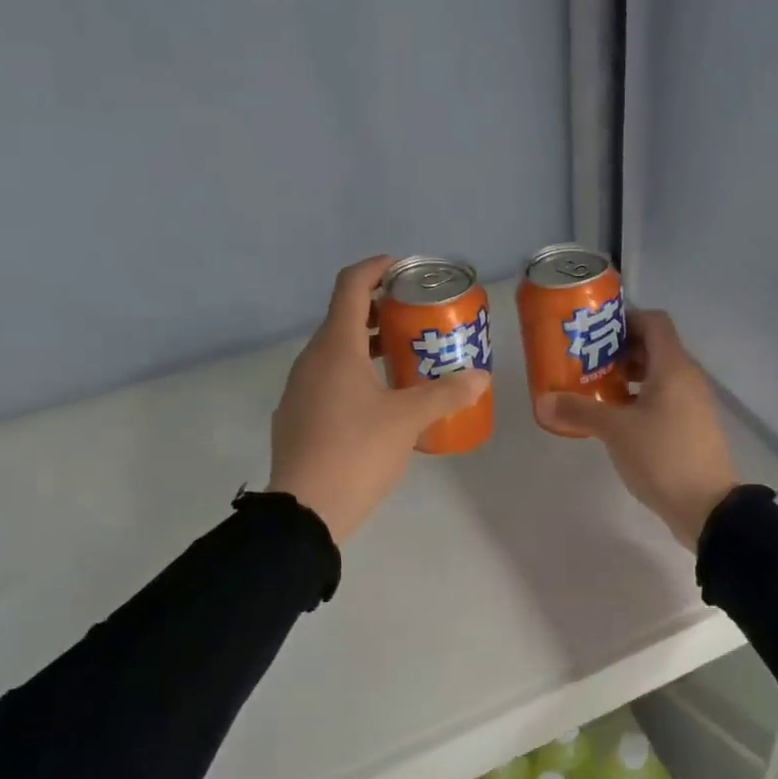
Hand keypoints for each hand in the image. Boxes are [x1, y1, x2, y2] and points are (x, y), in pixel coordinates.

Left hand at [267, 256, 489, 541]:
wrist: (304, 511)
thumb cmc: (357, 452)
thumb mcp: (408, 421)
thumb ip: (445, 395)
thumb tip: (480, 377)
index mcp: (335, 348)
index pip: (351, 286)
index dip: (375, 268)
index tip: (402, 267)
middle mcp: (311, 360)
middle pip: (343, 317)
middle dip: (379, 309)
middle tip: (414, 316)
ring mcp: (299, 389)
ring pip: (335, 351)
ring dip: (367, 344)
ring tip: (403, 356)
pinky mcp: (297, 416)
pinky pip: (327, 379)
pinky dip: (353, 373)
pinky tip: (378, 400)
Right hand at [535, 309, 737, 549]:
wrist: (707, 507)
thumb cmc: (662, 457)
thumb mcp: (615, 431)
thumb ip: (579, 411)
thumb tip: (543, 401)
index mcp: (673, 368)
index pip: (653, 322)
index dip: (625, 319)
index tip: (594, 331)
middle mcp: (687, 378)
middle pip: (654, 347)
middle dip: (619, 349)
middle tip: (586, 361)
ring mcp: (692, 403)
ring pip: (658, 375)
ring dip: (628, 376)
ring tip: (596, 389)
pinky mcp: (691, 426)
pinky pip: (664, 398)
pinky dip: (640, 398)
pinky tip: (615, 418)